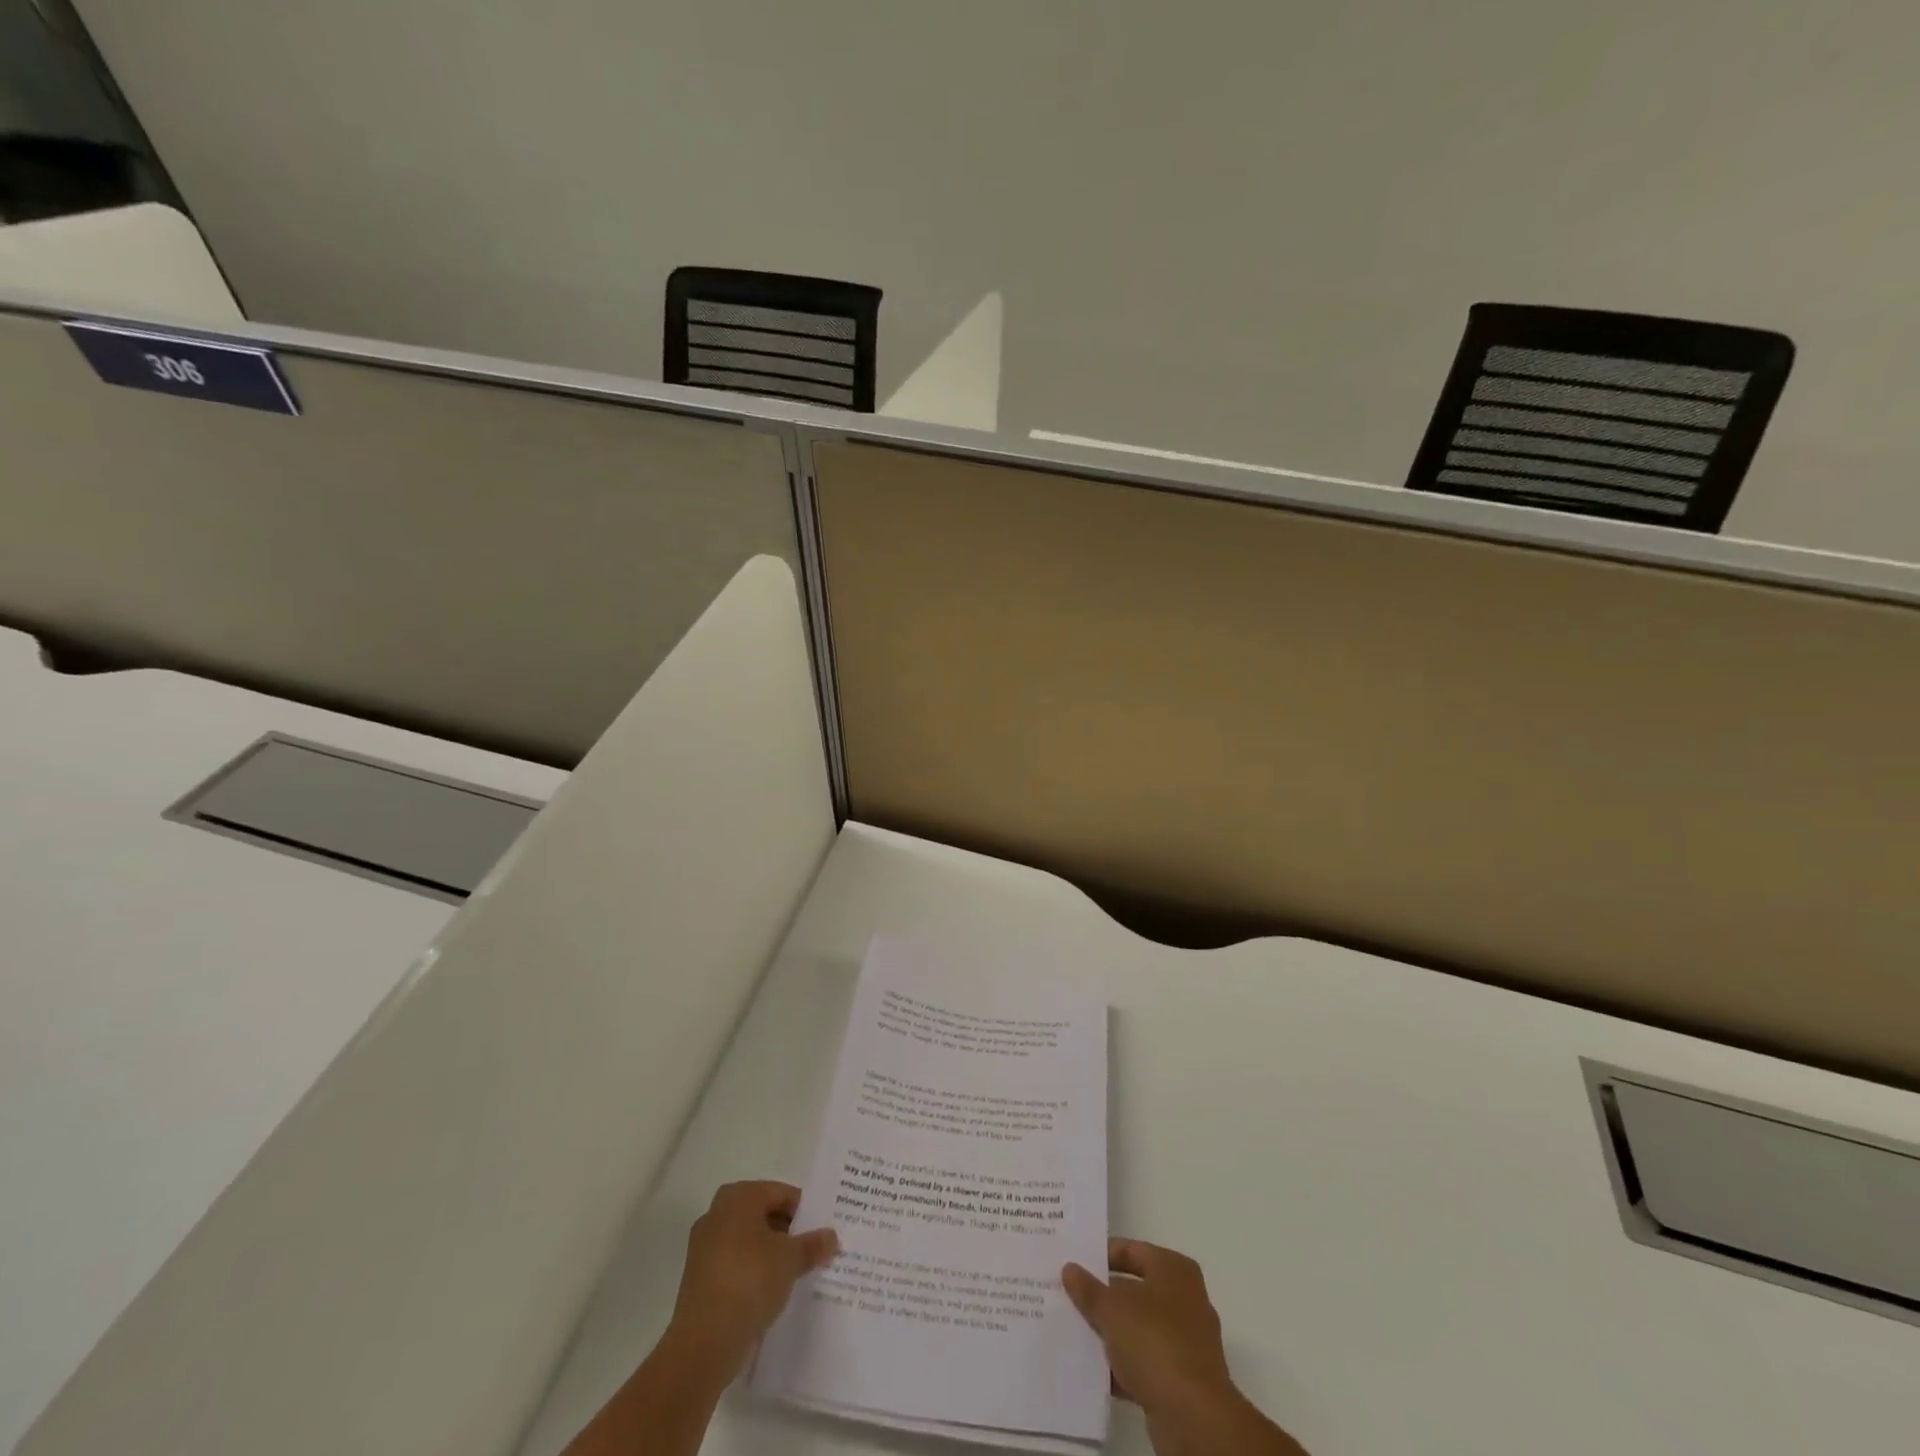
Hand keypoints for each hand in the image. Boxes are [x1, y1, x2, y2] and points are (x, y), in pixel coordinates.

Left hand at [663, 1180, 838, 1381]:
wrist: (704, 1341)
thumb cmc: (750, 1280)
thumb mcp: (791, 1259)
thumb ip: (812, 1244)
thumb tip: (831, 1237)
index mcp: (739, 1197)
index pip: (781, 1193)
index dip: (804, 1211)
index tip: (821, 1231)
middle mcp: (717, 1214)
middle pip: (763, 1216)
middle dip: (787, 1232)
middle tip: (811, 1250)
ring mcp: (704, 1248)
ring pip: (748, 1242)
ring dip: (770, 1254)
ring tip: (795, 1273)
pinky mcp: (699, 1280)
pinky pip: (735, 1266)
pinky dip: (752, 1274)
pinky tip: (771, 1292)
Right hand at [1062, 1239, 1233, 1413]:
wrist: (1193, 1417)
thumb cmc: (1154, 1342)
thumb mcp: (1111, 1310)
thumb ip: (1088, 1289)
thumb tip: (1070, 1268)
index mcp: (1174, 1269)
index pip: (1131, 1250)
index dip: (1101, 1255)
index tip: (1074, 1262)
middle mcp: (1185, 1298)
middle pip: (1135, 1290)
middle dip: (1104, 1296)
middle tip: (1070, 1296)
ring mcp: (1186, 1340)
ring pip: (1139, 1327)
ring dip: (1112, 1332)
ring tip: (1075, 1331)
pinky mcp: (1183, 1378)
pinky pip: (1145, 1361)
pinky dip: (1123, 1364)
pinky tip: (1094, 1369)